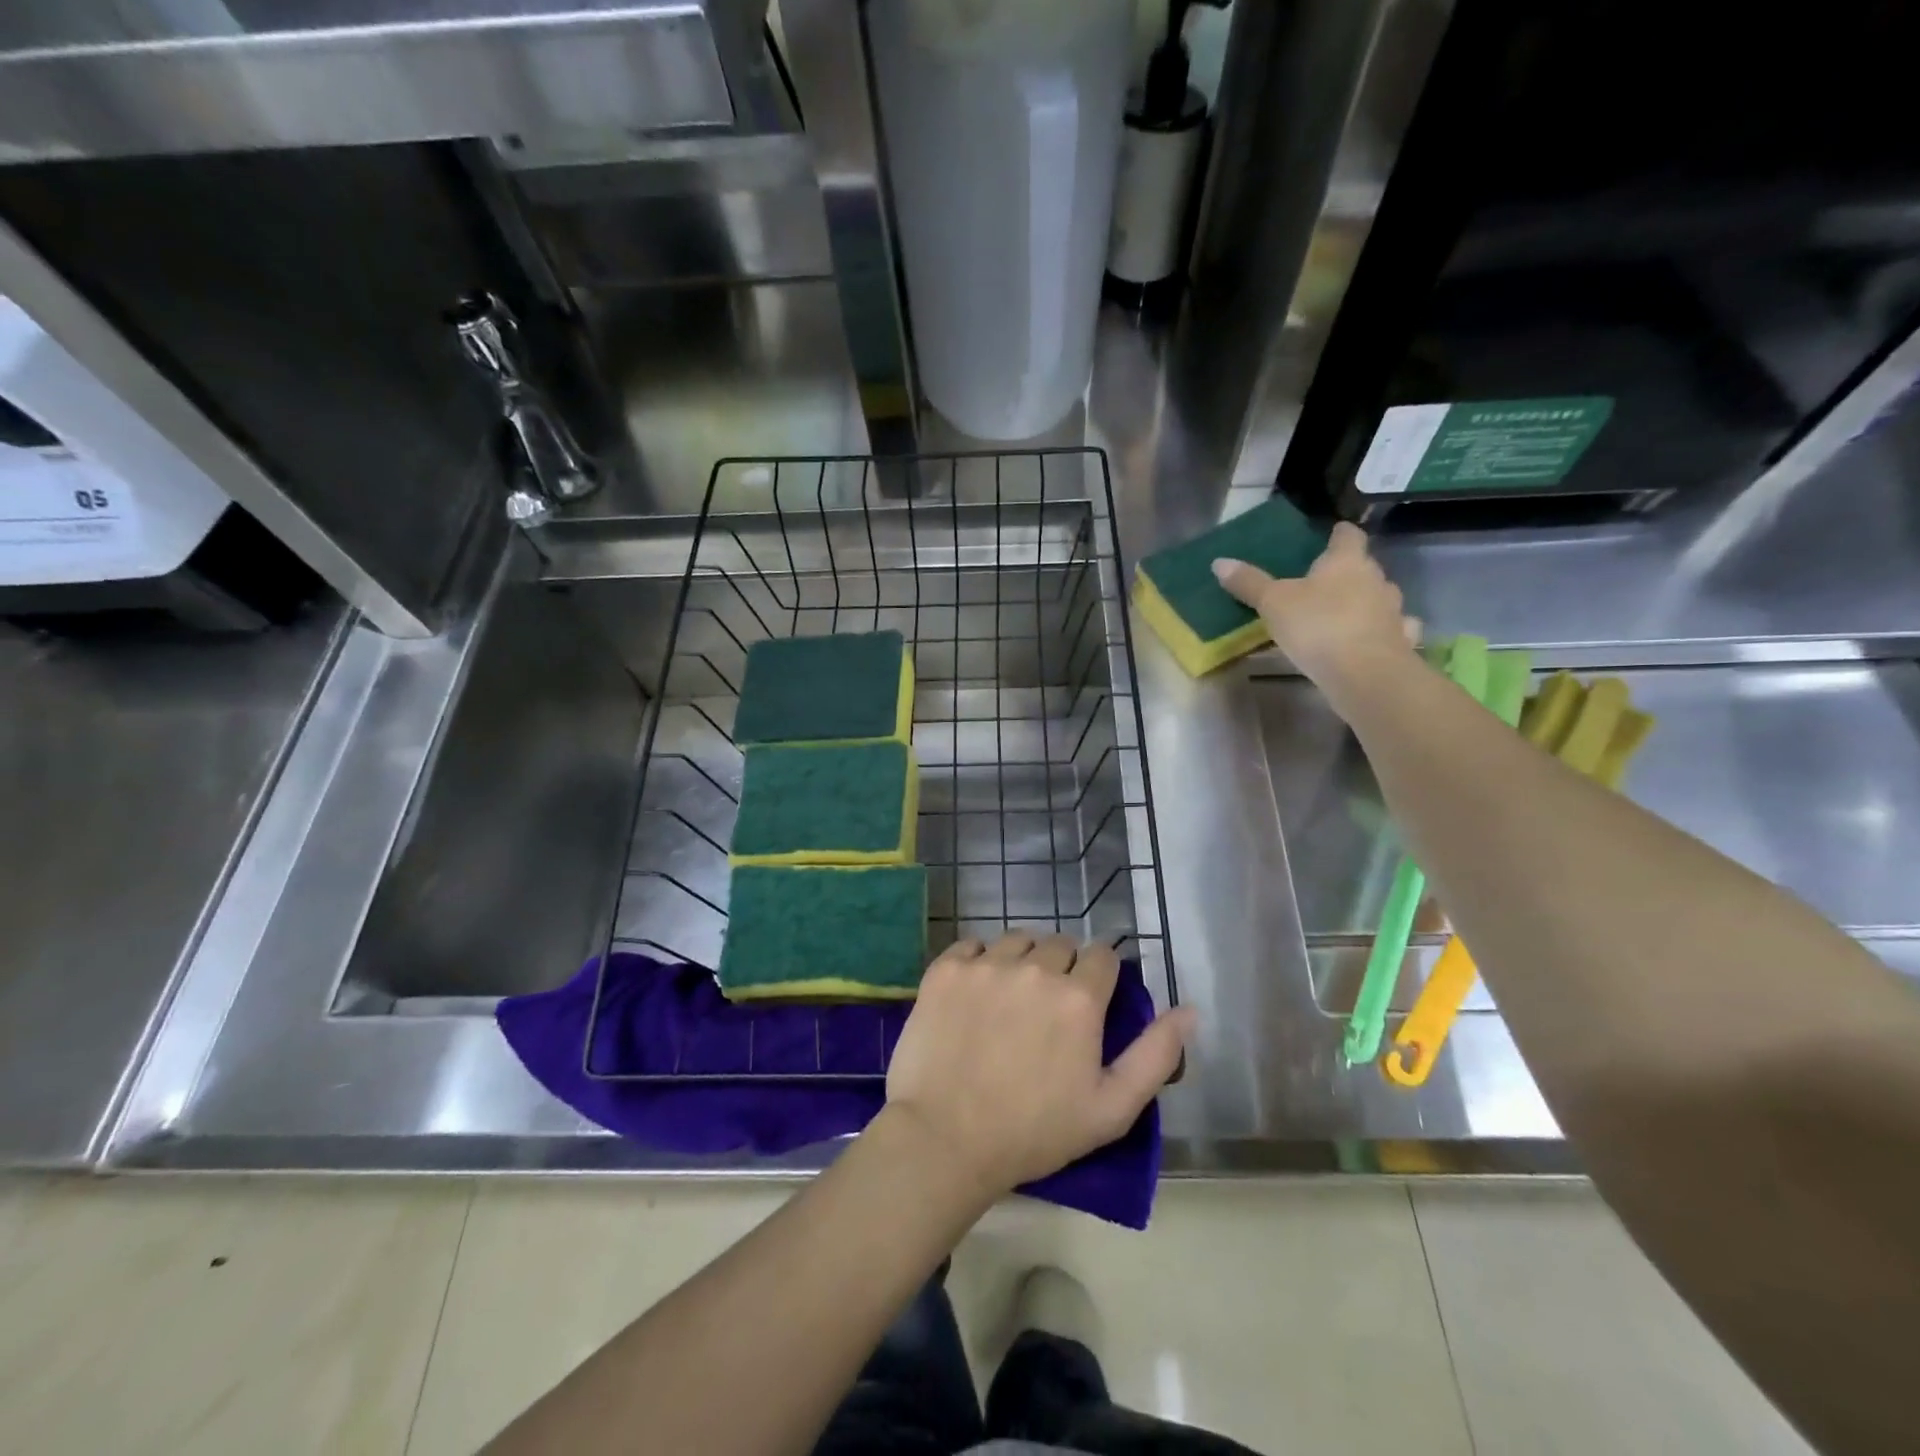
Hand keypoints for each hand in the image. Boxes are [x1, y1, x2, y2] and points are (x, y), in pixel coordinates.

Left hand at [884, 933, 1194, 1195]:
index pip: (1103, 956)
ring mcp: (986, 965)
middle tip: (1048, 1009)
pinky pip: (972, 945)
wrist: (946, 1140)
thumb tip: (1189, 1010)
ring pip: (1017, 940)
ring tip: (1012, 998)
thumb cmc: (1035, 1132)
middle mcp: (1035, 968)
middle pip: (1060, 944)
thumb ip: (1156, 1055)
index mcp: (1079, 997)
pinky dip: (979, 961)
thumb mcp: (1112, 1109)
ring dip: (1022, 960)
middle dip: (1063, 968)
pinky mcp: (946, 969)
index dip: (1100, 976)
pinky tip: (976, 993)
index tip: (1089, 1002)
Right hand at [1212, 522, 1419, 695]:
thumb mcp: (1273, 603)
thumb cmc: (1318, 626)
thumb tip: (1219, 562)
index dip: (1339, 534)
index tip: (1332, 533)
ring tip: (1343, 614)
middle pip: (1364, 568)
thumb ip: (1250, 583)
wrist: (1365, 673)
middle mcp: (1376, 580)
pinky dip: (1379, 632)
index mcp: (1346, 562)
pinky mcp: (1400, 642)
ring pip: (1380, 598)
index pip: (1348, 536)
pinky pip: (1391, 630)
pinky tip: (1367, 640)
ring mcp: (1393, 611)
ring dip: (1365, 602)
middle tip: (1324, 582)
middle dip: (1348, 572)